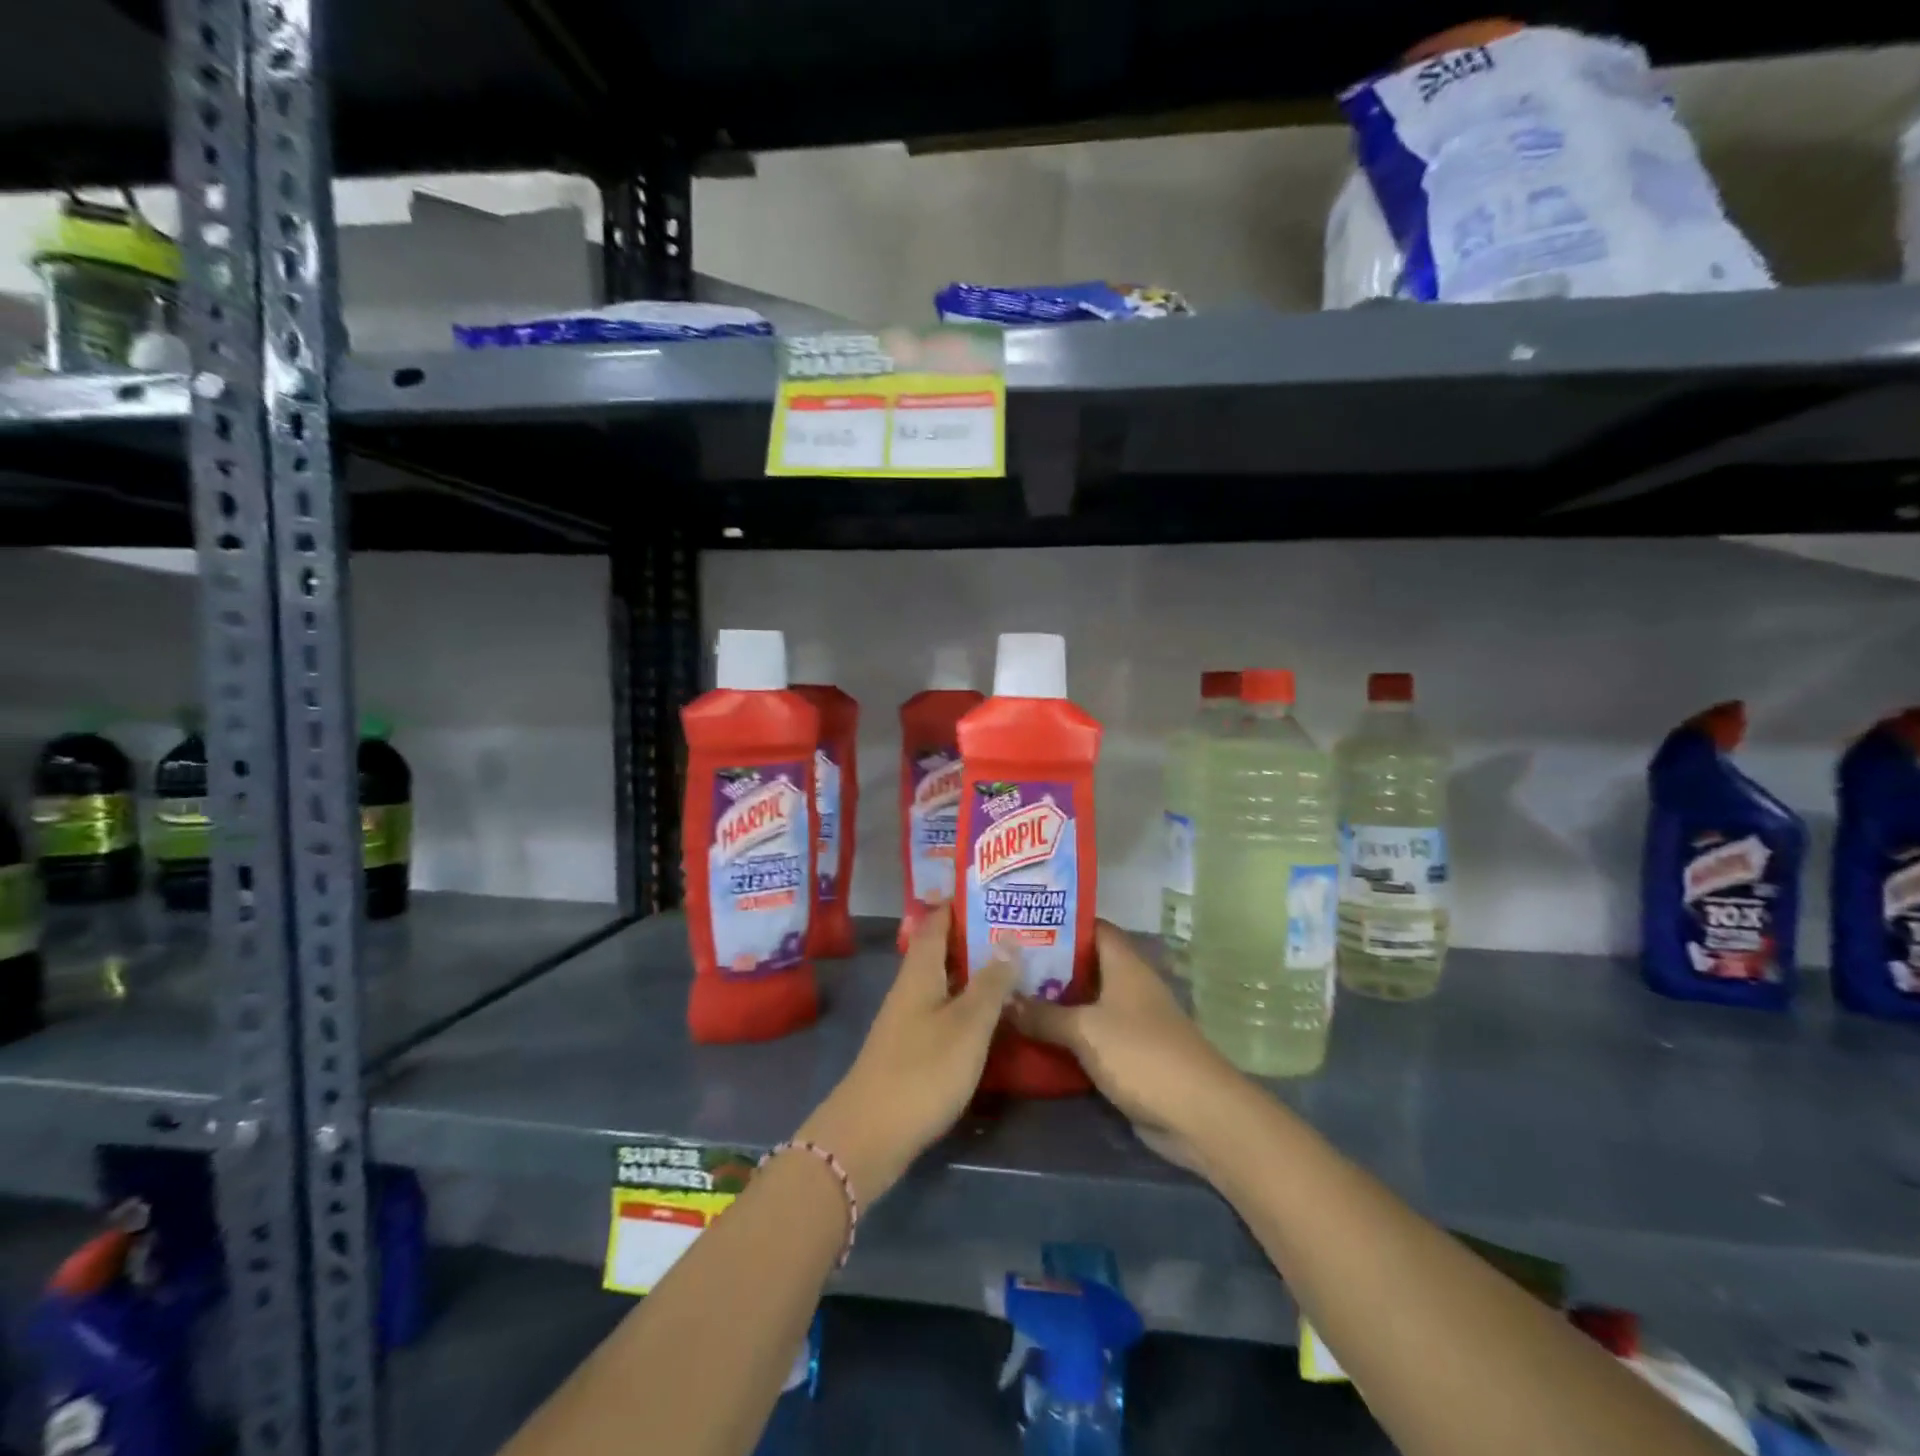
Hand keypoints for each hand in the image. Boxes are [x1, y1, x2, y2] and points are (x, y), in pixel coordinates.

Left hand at [797, 903, 1016, 1201]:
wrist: (870, 1135)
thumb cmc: (922, 1071)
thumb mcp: (967, 1025)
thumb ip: (990, 983)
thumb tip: (1009, 939)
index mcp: (920, 971)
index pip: (936, 920)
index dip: (960, 902)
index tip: (993, 890)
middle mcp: (911, 987)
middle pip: (942, 949)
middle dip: (976, 936)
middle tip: (1019, 927)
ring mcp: (909, 1019)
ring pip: (945, 980)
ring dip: (975, 971)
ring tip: (1016, 965)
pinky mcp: (912, 1047)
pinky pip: (945, 1009)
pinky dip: (969, 1002)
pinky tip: (994, 1014)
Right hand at [1008, 922, 1245, 1171]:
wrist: (1197, 1114)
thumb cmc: (1142, 1054)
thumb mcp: (1085, 1030)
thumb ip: (1043, 1014)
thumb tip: (1005, 999)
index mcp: (1125, 964)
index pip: (1092, 927)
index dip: (1060, 923)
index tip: (1022, 922)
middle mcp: (1128, 985)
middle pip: (1084, 965)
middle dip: (1048, 965)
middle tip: (1004, 963)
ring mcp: (1130, 1021)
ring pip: (1085, 1002)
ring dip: (1053, 1003)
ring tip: (1009, 996)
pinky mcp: (1128, 1055)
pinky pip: (1090, 1035)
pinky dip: (1065, 1035)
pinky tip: (1032, 1038)